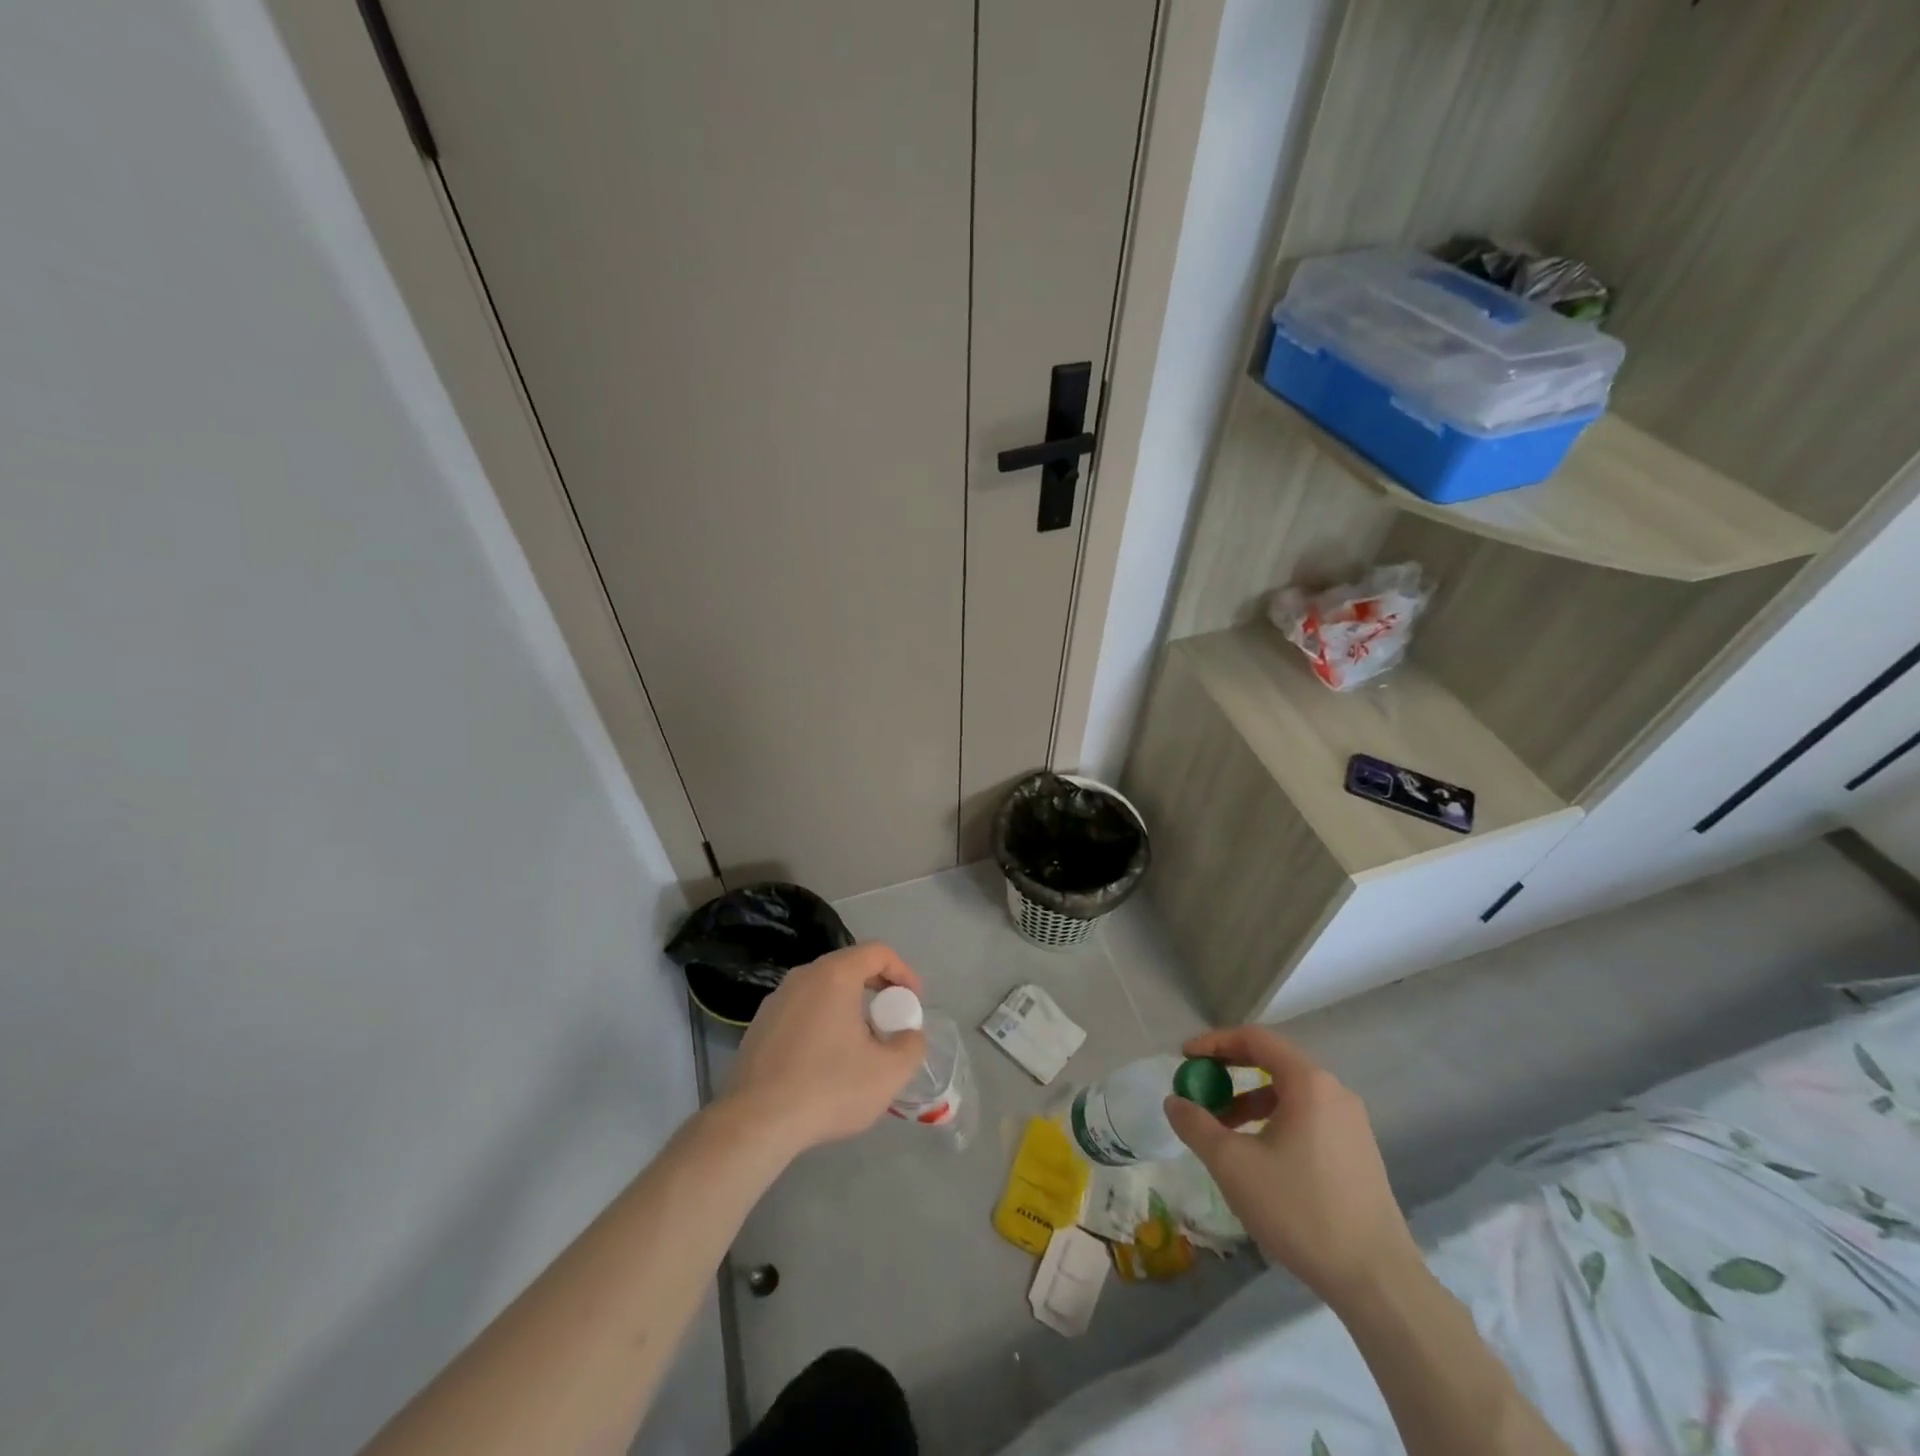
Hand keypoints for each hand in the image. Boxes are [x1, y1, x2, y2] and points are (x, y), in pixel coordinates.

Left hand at [722, 942, 926, 1156]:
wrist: (756, 1122)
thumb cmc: (828, 1087)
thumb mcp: (888, 1073)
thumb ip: (911, 1046)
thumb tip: (909, 1035)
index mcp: (834, 975)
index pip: (877, 952)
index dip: (903, 971)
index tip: (913, 1002)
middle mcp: (803, 976)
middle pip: (849, 967)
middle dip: (877, 989)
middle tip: (892, 1021)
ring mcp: (776, 1000)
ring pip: (823, 990)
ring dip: (849, 1007)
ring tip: (861, 1044)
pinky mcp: (759, 1026)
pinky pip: (802, 1011)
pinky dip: (822, 1022)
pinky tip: (825, 1061)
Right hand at [1164, 1025, 1420, 1305]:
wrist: (1377, 1281)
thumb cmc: (1300, 1210)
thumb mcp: (1233, 1164)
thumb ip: (1196, 1125)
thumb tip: (1174, 1101)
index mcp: (1308, 1082)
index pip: (1255, 1039)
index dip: (1214, 1043)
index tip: (1184, 1057)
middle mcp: (1334, 1092)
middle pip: (1273, 1062)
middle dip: (1230, 1072)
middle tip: (1200, 1090)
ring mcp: (1352, 1123)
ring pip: (1290, 1094)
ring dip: (1250, 1101)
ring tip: (1223, 1130)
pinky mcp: (1359, 1152)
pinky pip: (1308, 1117)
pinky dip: (1275, 1121)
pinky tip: (1260, 1156)